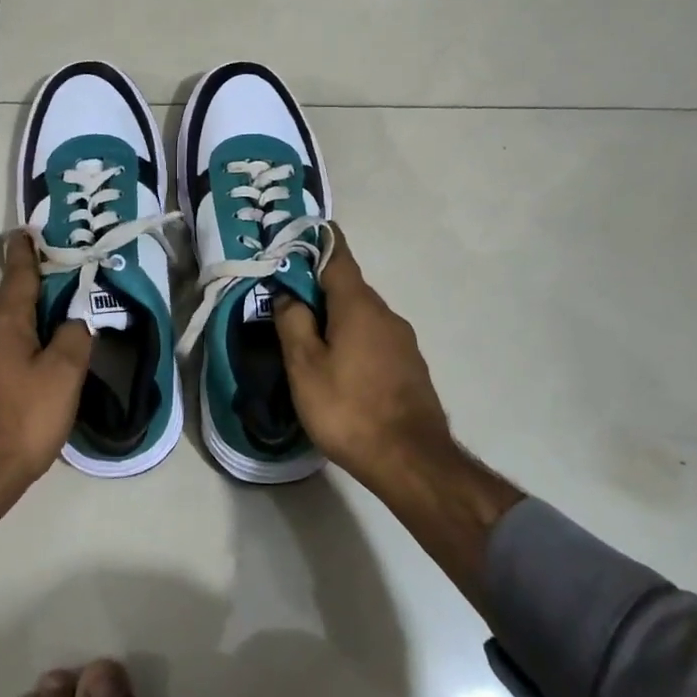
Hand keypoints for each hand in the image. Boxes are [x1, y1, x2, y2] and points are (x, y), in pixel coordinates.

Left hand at [0, 233, 92, 492]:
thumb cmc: (22, 419)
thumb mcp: (63, 375)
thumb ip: (75, 338)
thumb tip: (76, 319)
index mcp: (3, 322)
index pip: (18, 274)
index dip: (27, 252)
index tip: (27, 231)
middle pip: (12, 301)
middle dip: (36, 288)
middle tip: (67, 282)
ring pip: (5, 329)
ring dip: (30, 321)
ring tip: (59, 324)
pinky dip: (20, 346)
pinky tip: (38, 365)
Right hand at [273, 226, 457, 487]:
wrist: (411, 461)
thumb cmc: (348, 408)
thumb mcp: (305, 366)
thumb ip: (292, 322)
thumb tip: (288, 294)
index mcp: (358, 304)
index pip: (337, 254)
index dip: (316, 241)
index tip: (295, 236)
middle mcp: (386, 313)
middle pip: (348, 286)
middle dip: (318, 287)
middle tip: (286, 300)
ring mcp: (403, 341)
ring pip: (362, 315)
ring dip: (335, 317)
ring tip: (308, 338)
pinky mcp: (410, 366)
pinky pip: (374, 338)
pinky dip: (353, 339)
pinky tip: (338, 367)